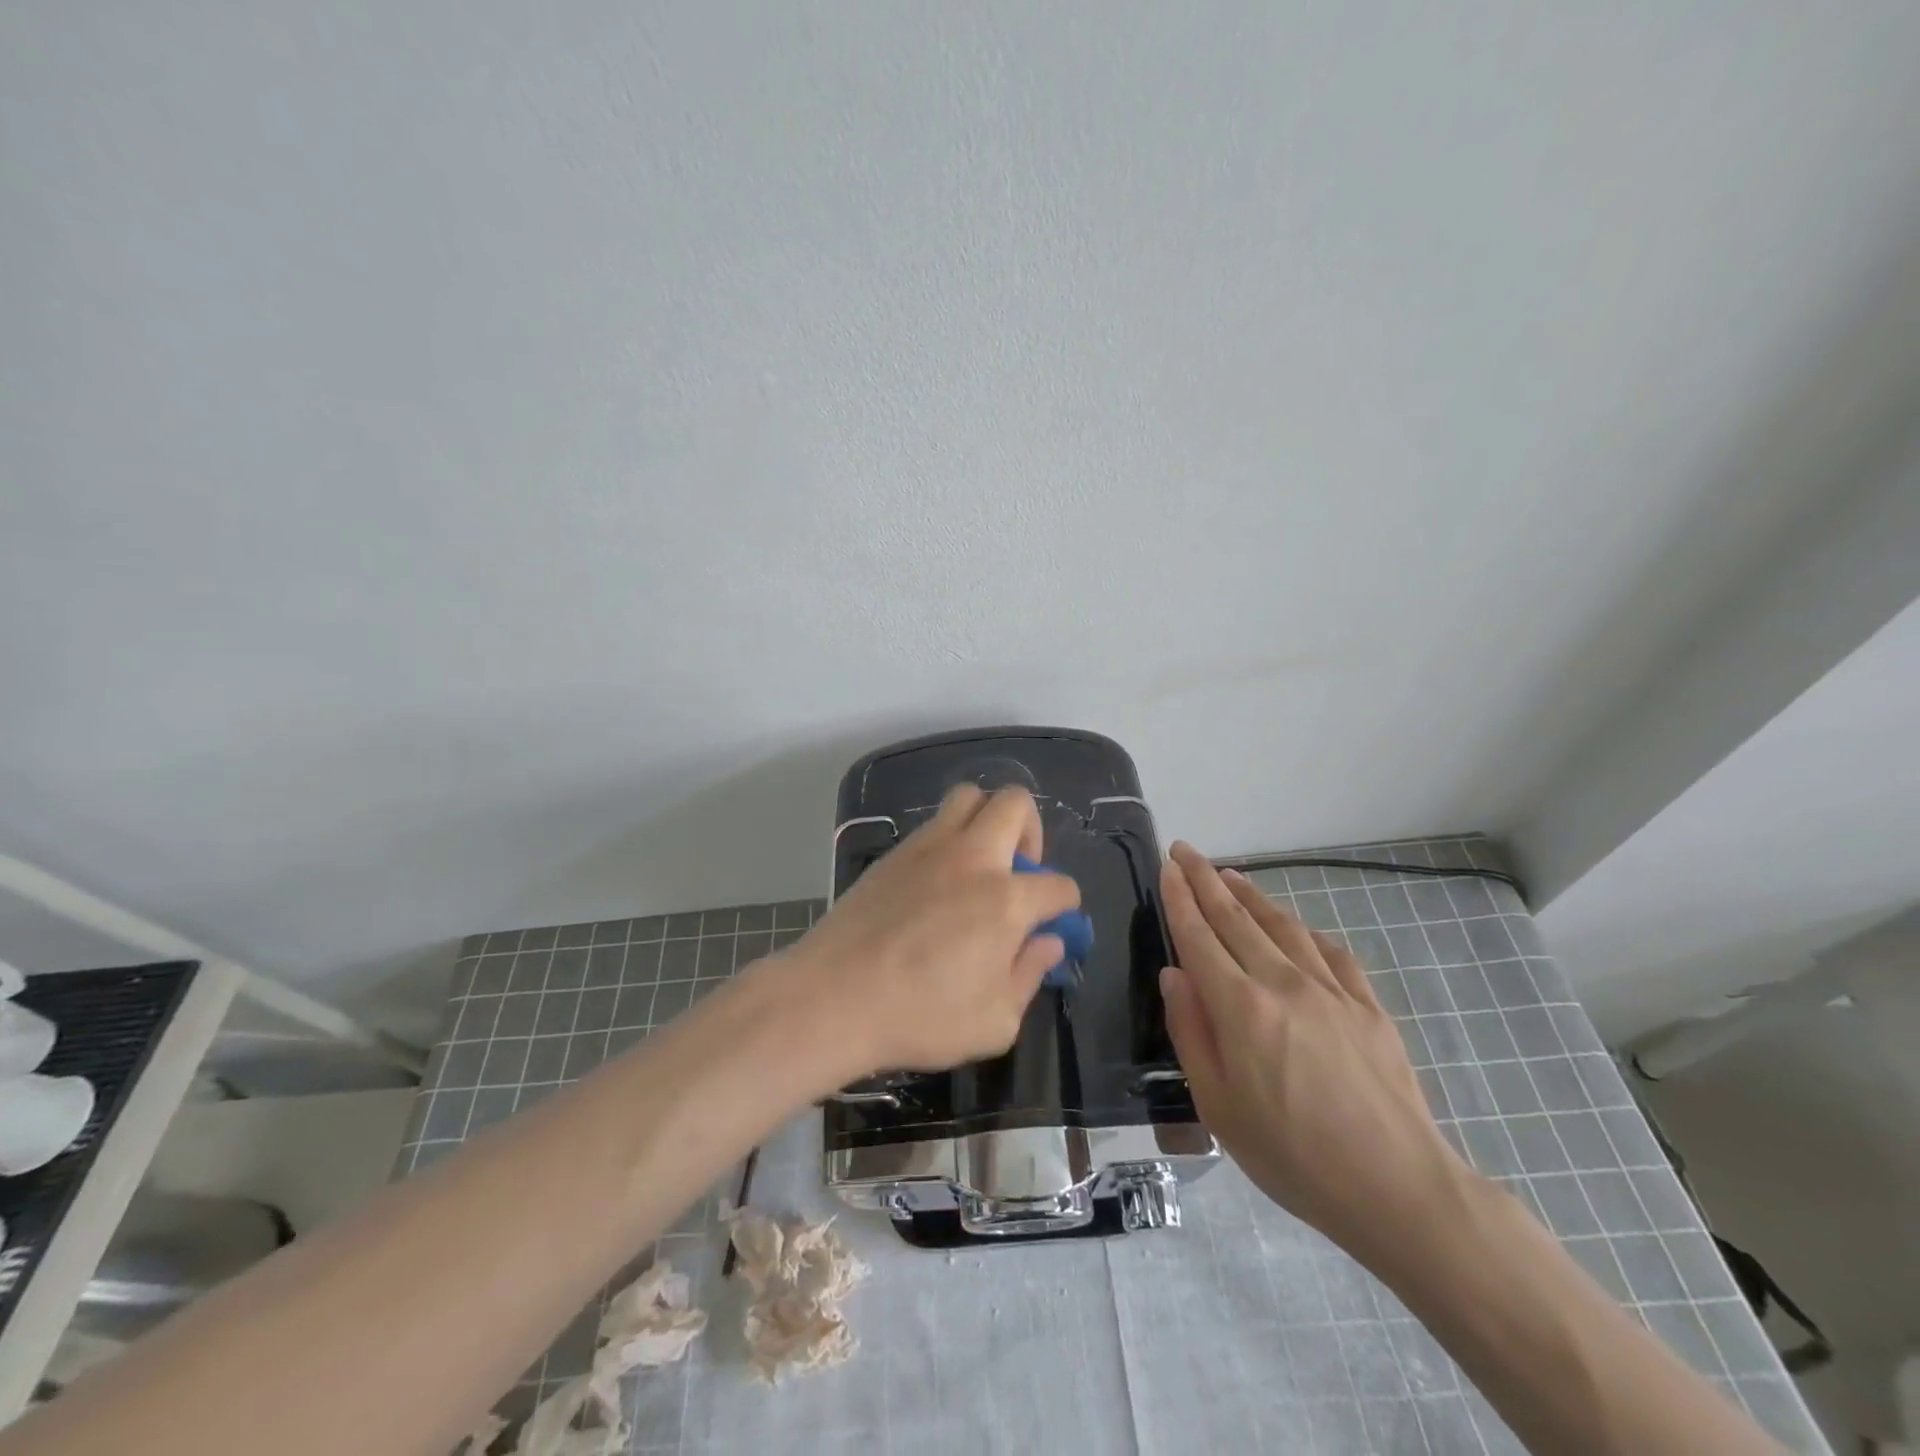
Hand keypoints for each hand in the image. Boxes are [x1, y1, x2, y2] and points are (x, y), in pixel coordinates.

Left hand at [775, 784, 1080, 1077]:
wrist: (833, 998)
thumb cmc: (920, 1017)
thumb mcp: (994, 1021)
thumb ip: (1029, 975)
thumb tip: (1048, 943)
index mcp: (1005, 900)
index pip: (1058, 885)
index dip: (1064, 905)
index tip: (1052, 923)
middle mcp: (972, 858)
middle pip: (1015, 803)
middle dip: (1031, 831)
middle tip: (1018, 873)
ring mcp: (929, 847)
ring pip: (969, 796)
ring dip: (986, 820)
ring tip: (979, 865)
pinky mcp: (894, 852)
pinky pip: (934, 824)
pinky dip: (950, 839)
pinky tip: (937, 883)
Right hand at [1158, 842, 1471, 1256]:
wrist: (1399, 1189)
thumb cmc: (1293, 1156)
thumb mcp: (1218, 1107)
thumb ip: (1191, 1032)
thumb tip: (1175, 974)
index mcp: (1240, 1007)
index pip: (1198, 936)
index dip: (1179, 897)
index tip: (1167, 865)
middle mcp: (1283, 982)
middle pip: (1235, 917)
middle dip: (1205, 879)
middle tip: (1186, 850)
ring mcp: (1330, 990)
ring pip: (1281, 925)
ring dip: (1250, 894)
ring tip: (1229, 874)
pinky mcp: (1367, 1005)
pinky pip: (1329, 951)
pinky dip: (1303, 931)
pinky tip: (1295, 927)